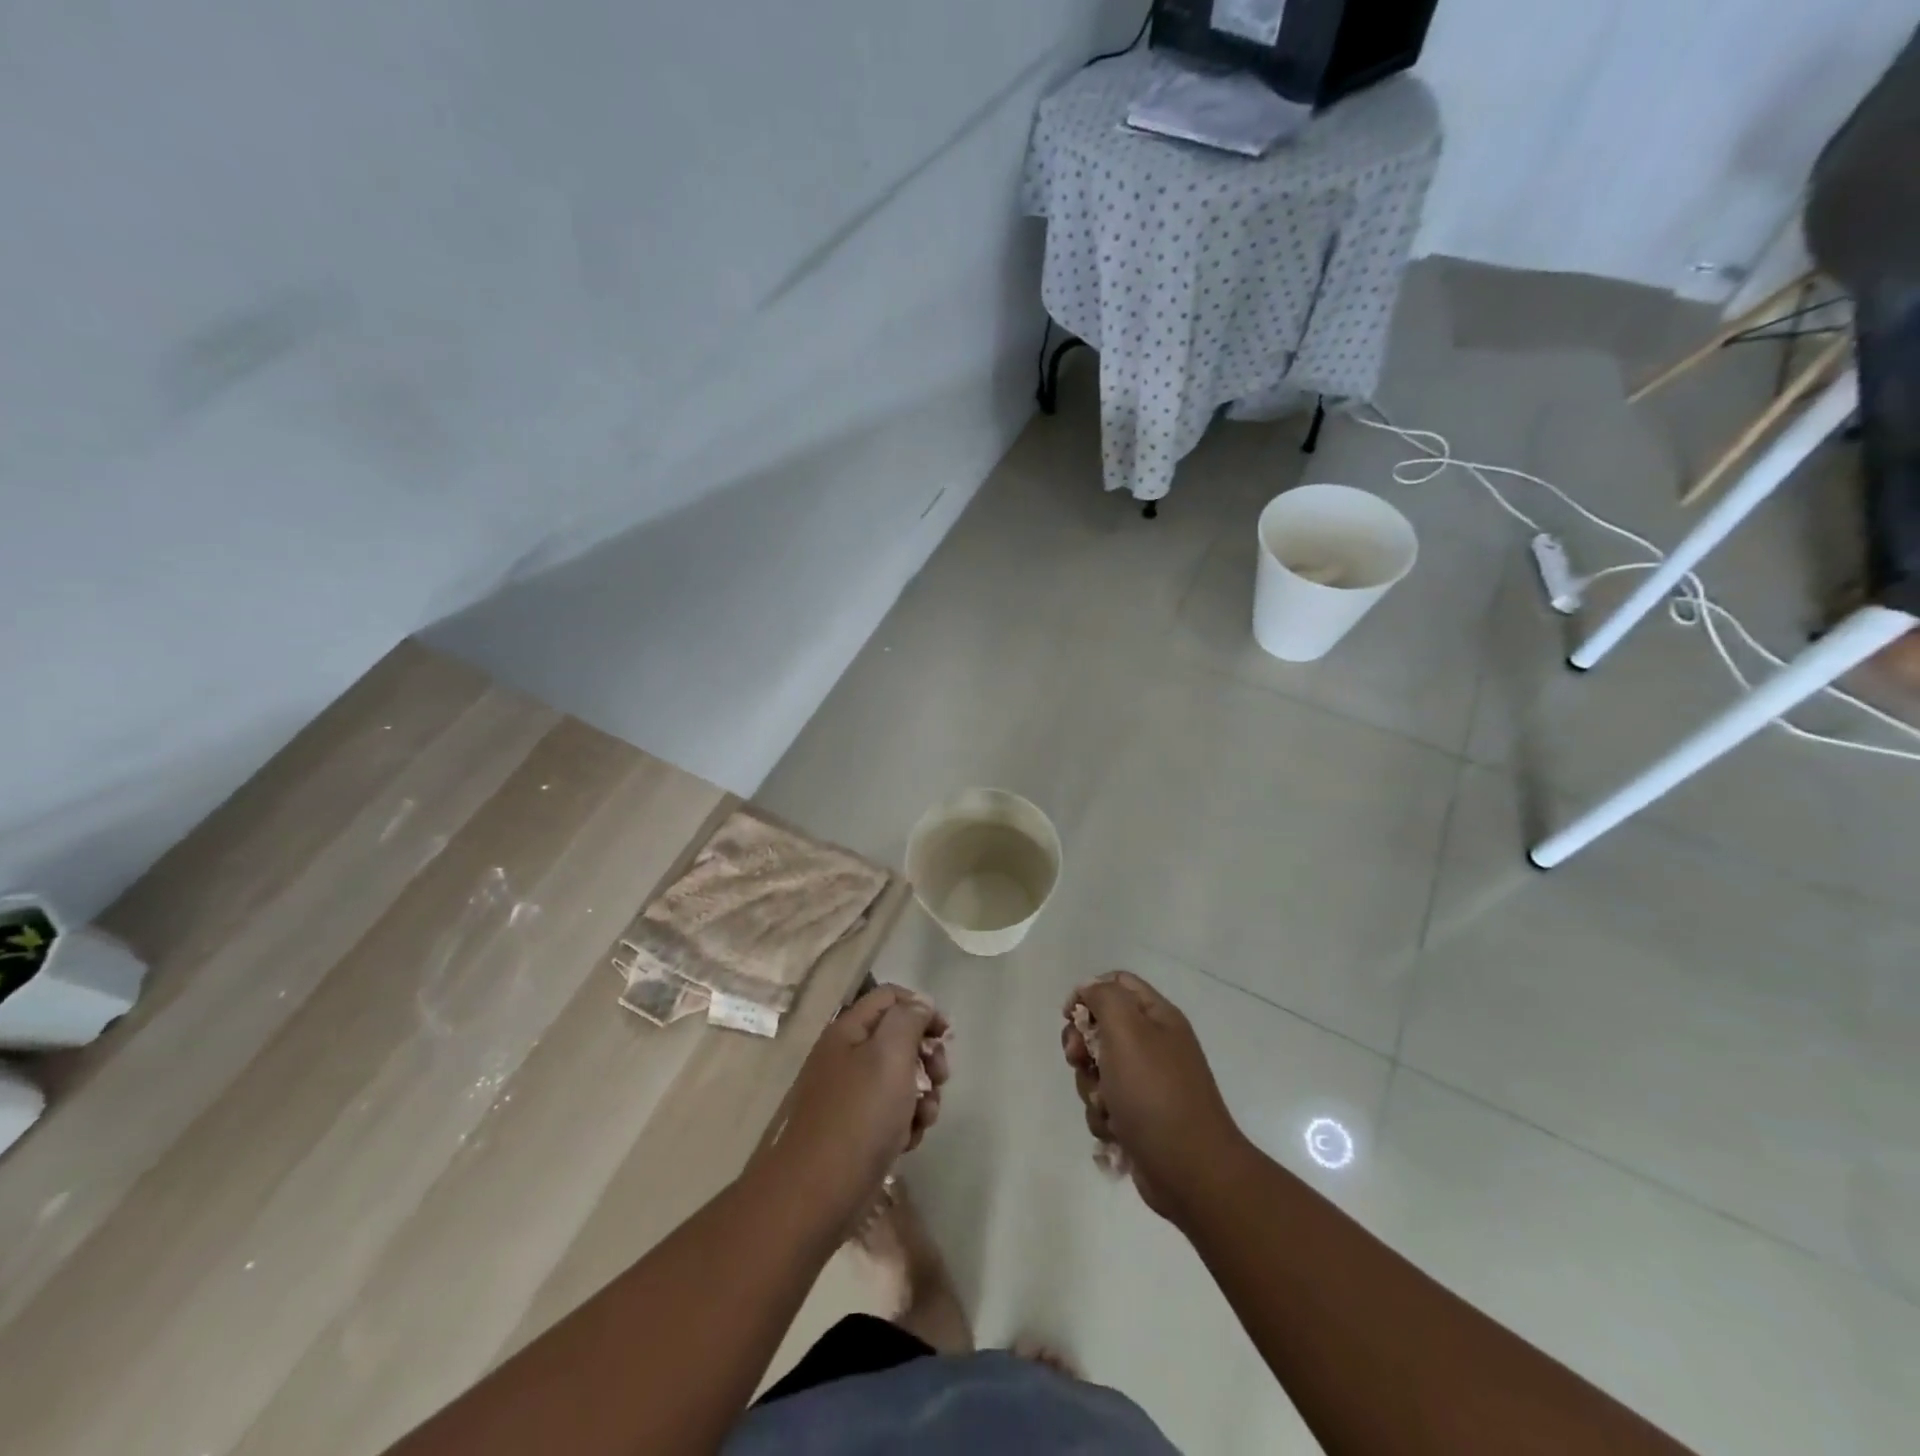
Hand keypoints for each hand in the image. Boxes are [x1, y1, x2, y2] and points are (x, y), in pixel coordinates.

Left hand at [772, 985, 949, 1230]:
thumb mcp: (889, 1055)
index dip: (921, 1008)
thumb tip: (920, 1003)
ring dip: (922, 1095)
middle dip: (926, 1056)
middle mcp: (847, 1056)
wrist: (817, 1194)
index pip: (890, 996)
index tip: (946, 1035)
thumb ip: (909, 1020)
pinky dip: (906, 1123)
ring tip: (925, 1117)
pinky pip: (891, 1113)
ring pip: (900, 1079)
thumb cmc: (859, 1116)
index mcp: (849, 1030)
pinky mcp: (856, 1129)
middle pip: (898, 1038)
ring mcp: (850, 1095)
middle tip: (940, 1076)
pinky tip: (908, 1141)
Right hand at [1062, 972, 1246, 1222]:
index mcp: (1158, 1017)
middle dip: (1082, 1045)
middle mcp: (1154, 1045)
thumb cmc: (1155, 1093)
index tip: (1070, 1016)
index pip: (1118, 983)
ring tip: (1107, 1106)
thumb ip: (1104, 998)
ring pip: (1097, 1070)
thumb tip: (1088, 989)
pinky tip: (1116, 1131)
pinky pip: (1104, 1105)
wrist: (1190, 1171)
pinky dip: (1103, 1117)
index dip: (1088, 993)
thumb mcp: (1127, 1030)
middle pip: (1100, 1028)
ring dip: (1092, 1087)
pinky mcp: (1138, 1118)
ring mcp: (1147, 1084)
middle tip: (1079, 1059)